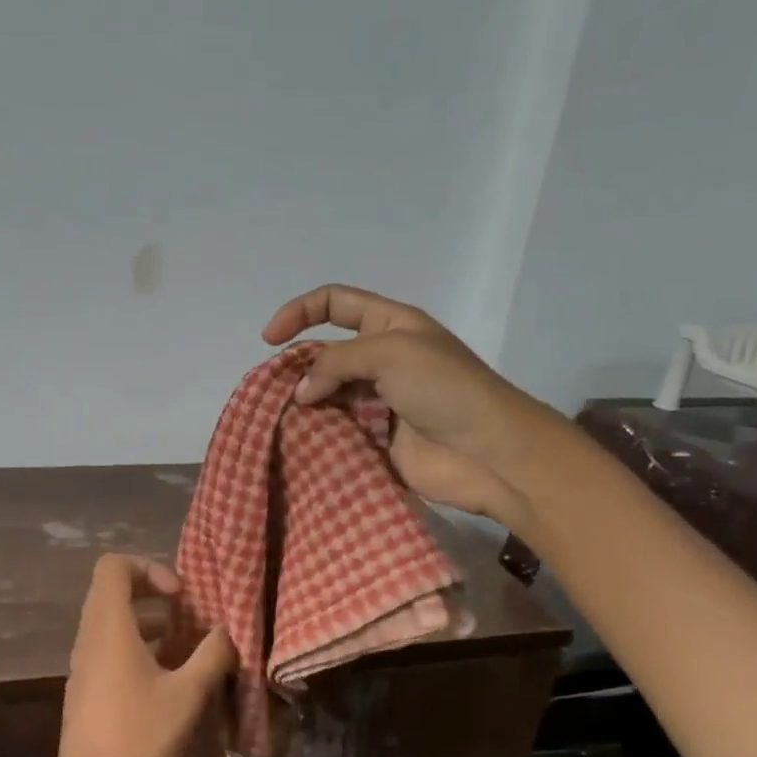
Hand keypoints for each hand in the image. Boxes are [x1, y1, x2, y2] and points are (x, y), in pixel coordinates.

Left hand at [48, 555, 235, 756]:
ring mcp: (84, 665)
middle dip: (154, 595)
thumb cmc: (139, 736)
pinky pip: (110, 650)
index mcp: (109, 627)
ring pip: (113, 623)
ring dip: (149, 625)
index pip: (114, 566)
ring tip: (186, 647)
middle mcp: (90, 638)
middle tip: (188, 615)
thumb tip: (228, 631)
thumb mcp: (187, 694)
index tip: (179, 597)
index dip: (149, 568)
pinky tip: (169, 680)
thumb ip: (212, 655)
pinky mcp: (87, 689)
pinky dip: (138, 650)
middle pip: (113, 591)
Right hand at [262, 283, 577, 532]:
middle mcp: (383, 359)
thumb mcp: (390, 353)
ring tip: (280, 418)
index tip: (269, 339)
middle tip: (275, 390)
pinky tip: (298, 441)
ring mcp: (380, 400)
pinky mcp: (377, 438)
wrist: (486, 453)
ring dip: (304, 403)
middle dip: (297, 365)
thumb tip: (301, 392)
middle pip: (326, 352)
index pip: (336, 303)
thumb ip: (336, 361)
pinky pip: (336, 429)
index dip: (299, 311)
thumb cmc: (445, 389)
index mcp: (391, 325)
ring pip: (327, 394)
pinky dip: (316, 433)